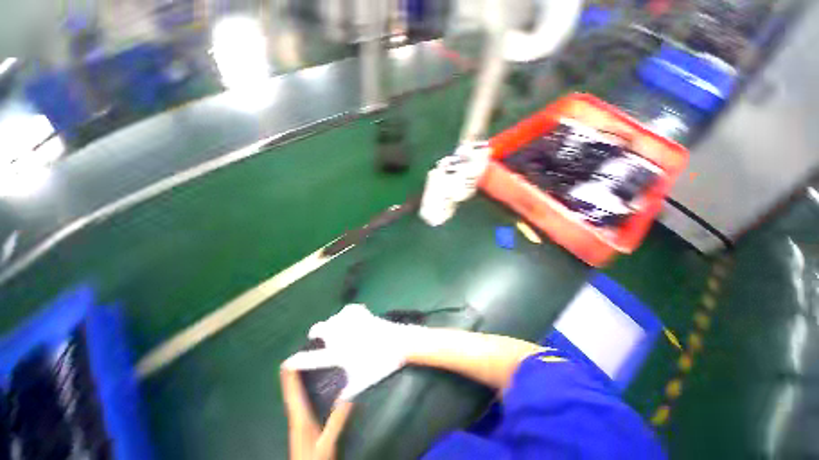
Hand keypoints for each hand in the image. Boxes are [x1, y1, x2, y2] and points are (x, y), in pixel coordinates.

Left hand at [280, 367, 353, 459]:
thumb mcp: (327, 442)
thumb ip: (337, 421)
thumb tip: (349, 396)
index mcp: (300, 417)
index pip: (293, 392)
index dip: (291, 375)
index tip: (291, 358)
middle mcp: (296, 416)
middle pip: (291, 391)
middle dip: (293, 373)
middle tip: (299, 355)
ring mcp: (297, 421)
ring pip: (294, 395)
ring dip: (296, 380)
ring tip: (302, 365)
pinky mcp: (301, 425)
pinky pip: (299, 401)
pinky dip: (301, 390)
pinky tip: (309, 387)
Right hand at [282, 304, 415, 399]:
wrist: (399, 343)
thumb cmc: (381, 364)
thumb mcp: (362, 382)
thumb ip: (345, 391)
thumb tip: (336, 398)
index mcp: (340, 353)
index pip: (313, 359)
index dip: (298, 361)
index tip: (288, 362)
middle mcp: (341, 335)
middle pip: (318, 329)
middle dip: (316, 334)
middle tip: (320, 338)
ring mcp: (351, 320)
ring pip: (332, 318)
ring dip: (332, 324)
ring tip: (339, 330)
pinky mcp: (362, 312)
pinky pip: (348, 310)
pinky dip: (347, 314)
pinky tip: (351, 319)